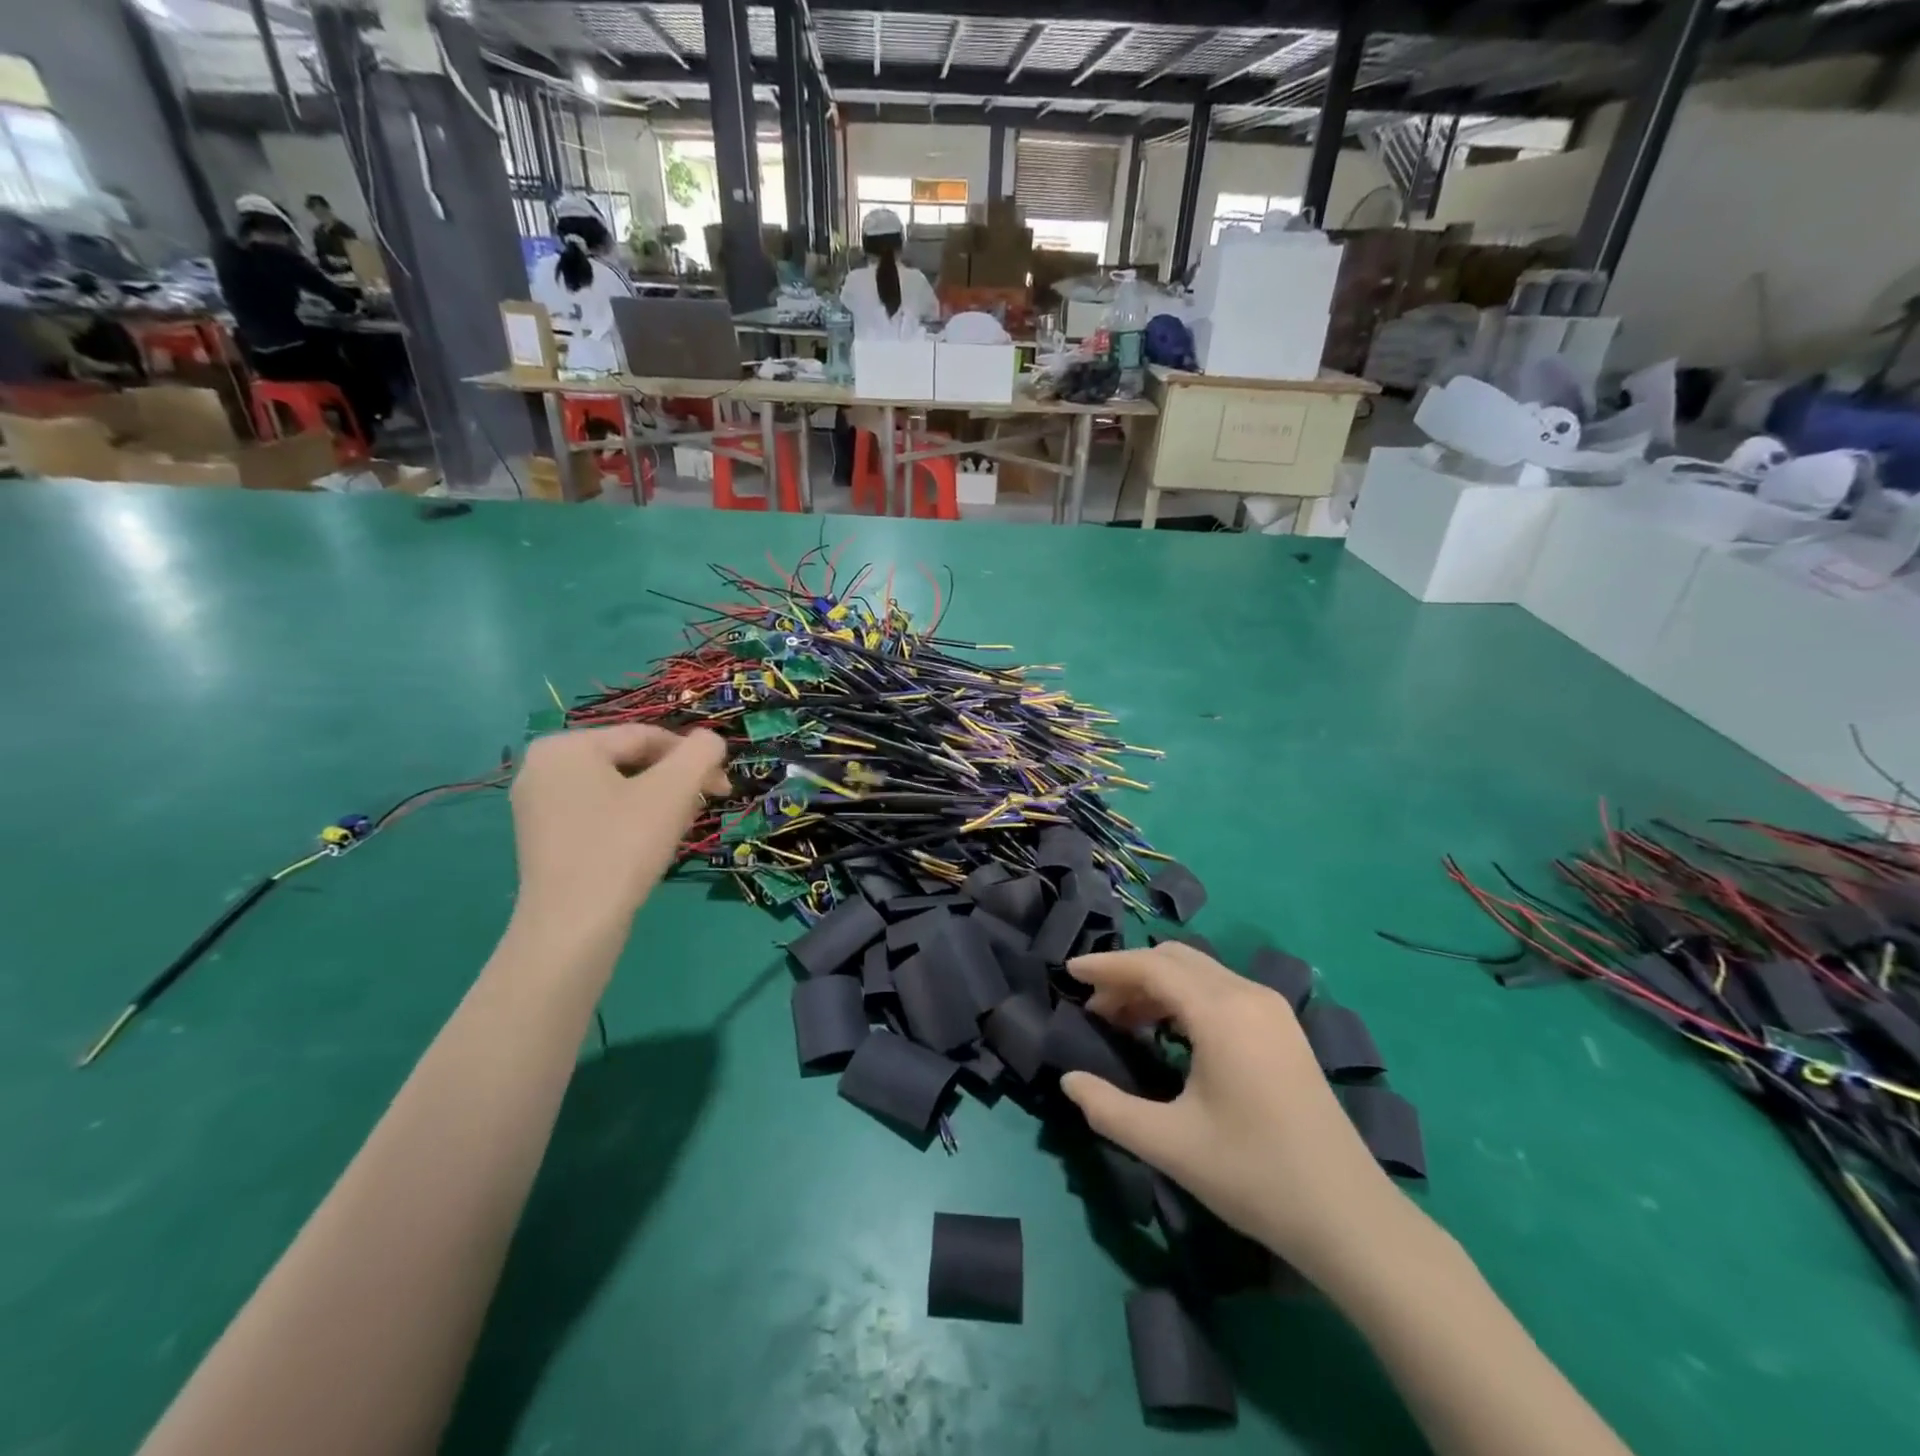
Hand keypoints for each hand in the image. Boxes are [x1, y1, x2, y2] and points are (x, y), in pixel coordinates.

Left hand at [508, 726, 728, 938]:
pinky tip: (649, 845)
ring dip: (658, 802)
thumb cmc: (623, 846)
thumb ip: (702, 752)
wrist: (574, 926)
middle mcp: (542, 767)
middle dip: (674, 783)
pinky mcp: (542, 839)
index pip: (646, 737)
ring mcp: (537, 805)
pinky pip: (598, 813)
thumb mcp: (674, 790)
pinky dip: (630, 820)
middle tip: (702, 810)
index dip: (694, 757)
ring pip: (617, 789)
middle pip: (630, 762)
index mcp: (567, 745)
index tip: (724, 787)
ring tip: (679, 830)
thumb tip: (712, 741)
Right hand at [1060, 943, 1399, 1276]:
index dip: (1107, 966)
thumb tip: (1069, 1081)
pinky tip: (1169, 1033)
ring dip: (1157, 986)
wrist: (1349, 1218)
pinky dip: (1185, 998)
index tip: (1070, 973)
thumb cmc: (1254, 1175)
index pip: (1152, 966)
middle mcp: (1248, 995)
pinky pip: (1221, 991)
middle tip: (1095, 1009)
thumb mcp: (1170, 1145)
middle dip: (1129, 974)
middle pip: (1176, 959)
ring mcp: (1272, 1010)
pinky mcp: (1283, 1029)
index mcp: (1222, 1013)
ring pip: (1200, 973)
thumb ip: (1109, 1109)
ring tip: (1122, 1021)